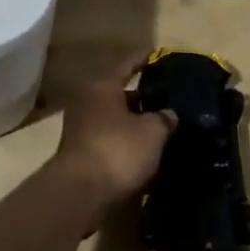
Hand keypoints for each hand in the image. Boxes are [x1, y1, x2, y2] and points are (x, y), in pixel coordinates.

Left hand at [53, 53, 176, 211]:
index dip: (144, 59)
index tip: (159, 55)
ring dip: (134, 123)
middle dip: (142, 97)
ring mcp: (80, 129)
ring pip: (114, 119)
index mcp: (103, 86)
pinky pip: (109, 141)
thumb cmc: (118, 150)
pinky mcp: (80, 155)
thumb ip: (164, 118)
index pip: (127, 64)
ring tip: (161, 128)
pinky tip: (145, 152)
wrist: (80, 194)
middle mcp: (87, 102)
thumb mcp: (153, 132)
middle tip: (167, 99)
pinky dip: (125, 143)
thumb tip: (169, 114)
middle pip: (119, 93)